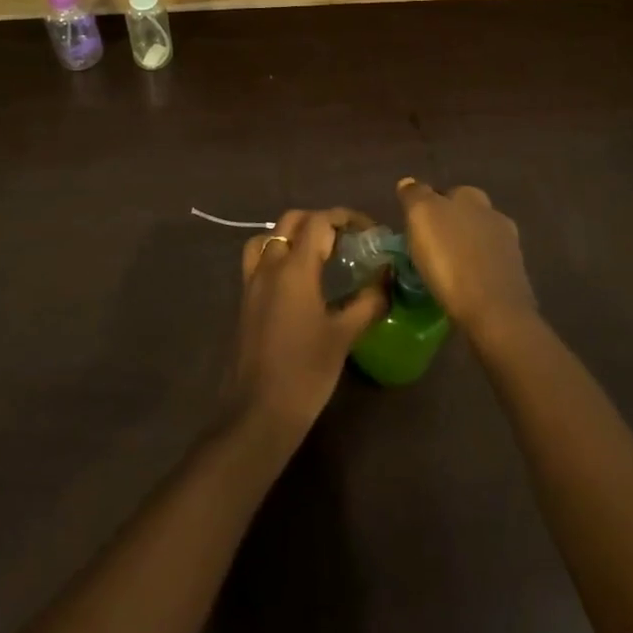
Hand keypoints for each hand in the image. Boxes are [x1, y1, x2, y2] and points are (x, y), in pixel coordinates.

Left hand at [223, 209, 386, 443]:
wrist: (257, 414)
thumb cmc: (306, 372)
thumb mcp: (344, 336)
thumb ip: (368, 301)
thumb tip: (387, 279)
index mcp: (294, 268)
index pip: (320, 221)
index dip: (346, 218)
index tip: (369, 231)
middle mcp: (269, 265)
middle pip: (292, 221)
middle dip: (321, 221)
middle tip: (348, 239)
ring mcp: (252, 282)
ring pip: (270, 236)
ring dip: (295, 234)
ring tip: (320, 252)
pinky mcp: (245, 300)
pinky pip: (259, 259)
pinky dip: (278, 253)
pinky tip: (299, 280)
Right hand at [394, 180, 536, 340]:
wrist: (494, 311)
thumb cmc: (451, 259)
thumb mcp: (422, 216)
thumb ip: (415, 195)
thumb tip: (409, 182)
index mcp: (471, 197)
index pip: (446, 192)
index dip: (429, 206)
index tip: (414, 226)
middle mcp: (493, 214)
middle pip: (465, 215)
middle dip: (449, 227)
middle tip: (426, 248)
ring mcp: (509, 247)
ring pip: (478, 241)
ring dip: (462, 250)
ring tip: (442, 271)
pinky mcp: (515, 278)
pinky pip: (486, 268)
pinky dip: (474, 273)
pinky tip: (461, 288)